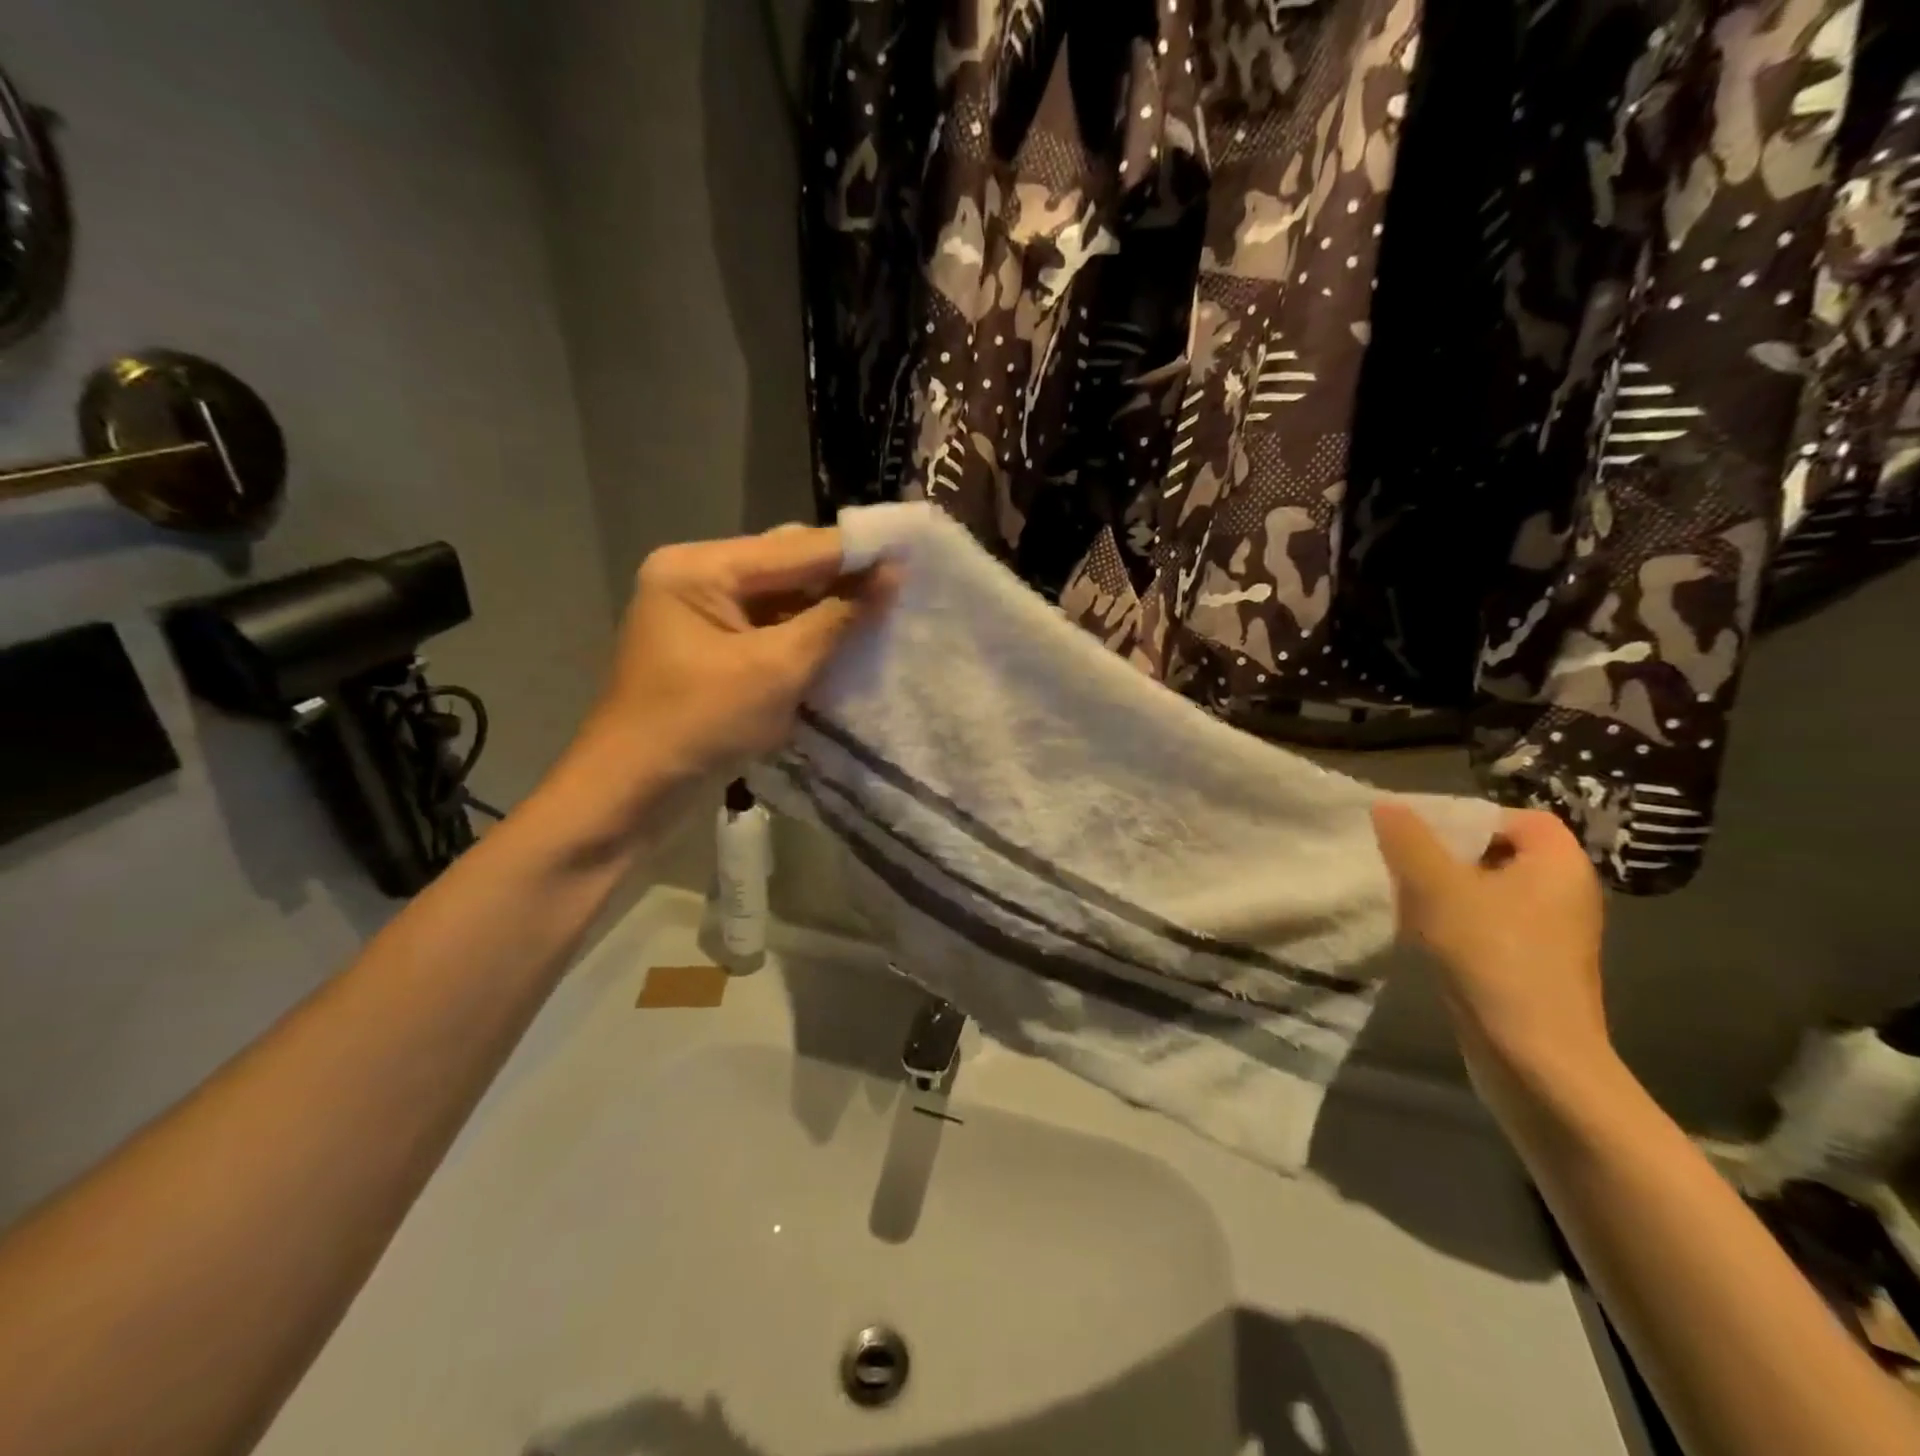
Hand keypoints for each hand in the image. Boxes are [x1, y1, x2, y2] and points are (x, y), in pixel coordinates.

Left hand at [567, 526, 891, 794]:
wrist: (632, 793)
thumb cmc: (700, 723)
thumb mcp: (776, 669)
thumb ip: (836, 618)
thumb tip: (892, 577)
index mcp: (699, 568)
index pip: (793, 549)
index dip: (855, 552)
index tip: (911, 552)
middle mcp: (696, 577)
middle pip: (785, 565)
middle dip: (841, 578)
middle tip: (900, 587)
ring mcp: (701, 614)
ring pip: (780, 598)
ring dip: (826, 607)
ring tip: (882, 610)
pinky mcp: (710, 648)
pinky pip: (768, 627)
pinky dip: (804, 633)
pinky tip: (843, 638)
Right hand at [1371, 802, 1611, 1089]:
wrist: (1532, 1058)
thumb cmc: (1491, 957)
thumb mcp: (1437, 887)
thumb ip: (1409, 840)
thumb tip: (1386, 804)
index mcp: (1558, 865)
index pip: (1515, 816)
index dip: (1467, 817)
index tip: (1420, 835)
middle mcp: (1565, 894)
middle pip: (1497, 853)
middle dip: (1446, 856)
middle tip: (1403, 866)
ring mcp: (1551, 935)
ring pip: (1488, 892)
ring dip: (1444, 892)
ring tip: (1406, 902)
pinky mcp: (1533, 967)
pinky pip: (1490, 926)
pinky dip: (1456, 925)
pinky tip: (1423, 940)